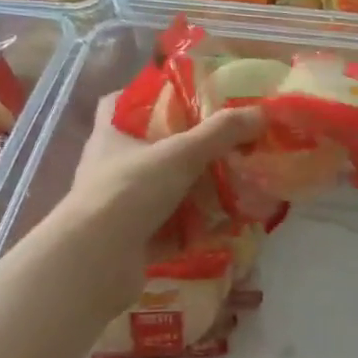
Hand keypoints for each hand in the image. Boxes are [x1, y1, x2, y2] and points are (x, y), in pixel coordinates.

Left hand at [63, 93, 262, 294]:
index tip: (182, 99)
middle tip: (221, 146)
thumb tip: (260, 113)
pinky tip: (220, 226)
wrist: (97, 260)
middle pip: (147, 150)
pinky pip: (166, 228)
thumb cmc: (130, 191)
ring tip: (230, 186)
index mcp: (110, 136)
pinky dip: (190, 228)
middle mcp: (108, 168)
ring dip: (191, 191)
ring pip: (159, 191)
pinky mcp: (128, 240)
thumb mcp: (180, 154)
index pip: (119, 103)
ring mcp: (117, 207)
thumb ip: (220, 133)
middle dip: (183, 150)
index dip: (147, 97)